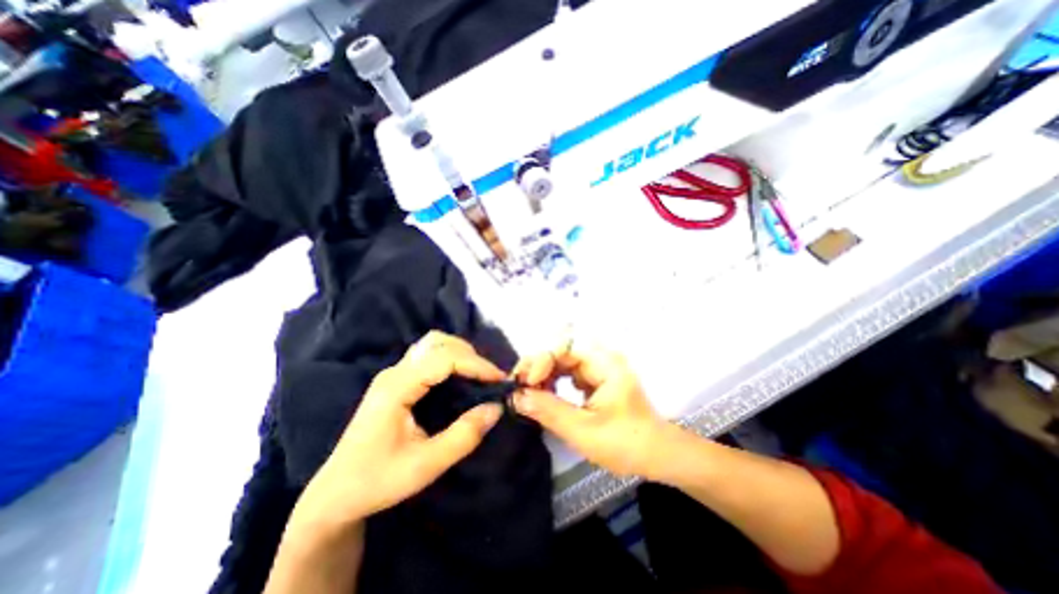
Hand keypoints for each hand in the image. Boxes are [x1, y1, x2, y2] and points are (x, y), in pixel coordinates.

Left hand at [288, 329, 502, 527]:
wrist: (335, 494)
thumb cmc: (378, 481)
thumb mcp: (426, 465)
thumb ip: (464, 435)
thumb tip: (496, 408)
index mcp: (397, 388)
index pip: (444, 359)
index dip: (476, 365)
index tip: (499, 380)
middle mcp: (394, 372)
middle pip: (438, 343)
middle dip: (470, 356)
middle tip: (489, 379)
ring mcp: (393, 373)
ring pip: (432, 344)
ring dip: (459, 353)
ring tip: (477, 375)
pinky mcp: (396, 380)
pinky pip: (427, 355)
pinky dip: (449, 357)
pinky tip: (459, 377)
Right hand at [510, 343, 668, 477]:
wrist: (656, 455)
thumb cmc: (625, 443)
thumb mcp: (583, 430)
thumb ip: (548, 411)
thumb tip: (515, 396)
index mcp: (604, 363)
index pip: (564, 349)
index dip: (541, 362)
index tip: (524, 383)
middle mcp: (600, 359)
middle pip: (561, 352)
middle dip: (537, 367)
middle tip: (518, 386)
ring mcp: (597, 369)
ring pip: (562, 362)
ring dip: (542, 375)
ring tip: (526, 392)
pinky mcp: (594, 380)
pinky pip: (567, 374)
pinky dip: (552, 382)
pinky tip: (543, 395)